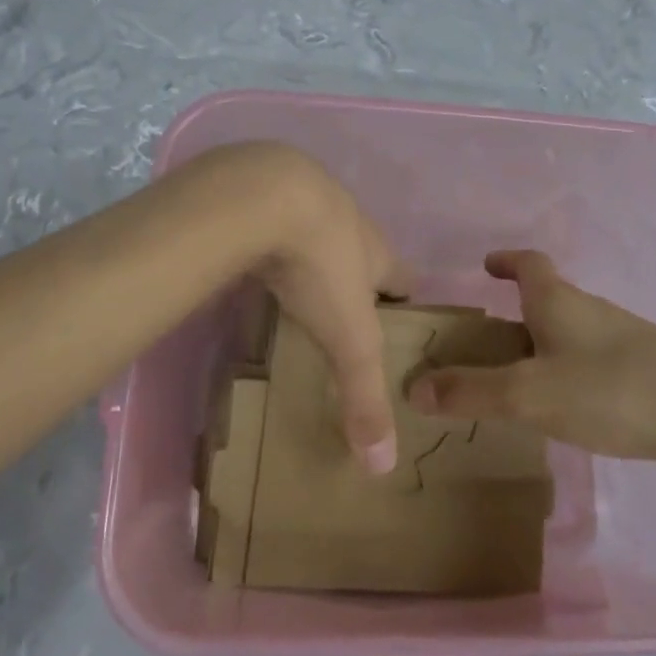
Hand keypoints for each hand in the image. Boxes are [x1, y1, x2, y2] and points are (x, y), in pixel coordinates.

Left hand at [238, 145, 411, 473]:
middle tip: (340, 312)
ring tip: (296, 286)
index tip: (398, 324)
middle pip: (361, 251)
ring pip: (316, 228)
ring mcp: (303, 196)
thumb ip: (364, 397)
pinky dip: (267, 235)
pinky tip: (251, 255)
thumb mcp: (348, 339)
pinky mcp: (260, 189)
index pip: (403, 278)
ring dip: (311, 252)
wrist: (263, 196)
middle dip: (356, 277)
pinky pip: (272, 215)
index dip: (405, 301)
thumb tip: (384, 466)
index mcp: (376, 253)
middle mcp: (346, 220)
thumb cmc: (319, 266)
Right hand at [405, 250, 655, 469]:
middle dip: (515, 314)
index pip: (528, 264)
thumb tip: (412, 386)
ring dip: (542, 347)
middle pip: (548, 300)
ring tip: (516, 383)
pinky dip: (569, 375)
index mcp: (560, 302)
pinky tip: (567, 410)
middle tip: (485, 344)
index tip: (486, 266)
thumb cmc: (613, 391)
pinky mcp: (646, 374)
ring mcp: (624, 342)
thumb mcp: (530, 394)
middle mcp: (592, 312)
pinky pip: (593, 365)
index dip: (505, 261)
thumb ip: (472, 392)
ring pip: (571, 335)